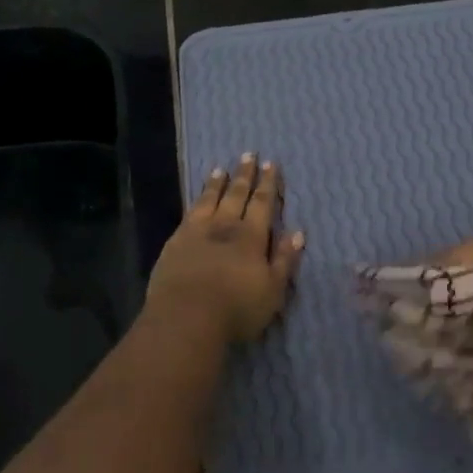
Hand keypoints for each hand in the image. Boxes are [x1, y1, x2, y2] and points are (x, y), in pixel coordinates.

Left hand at [148, 154, 304, 342]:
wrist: (186, 317)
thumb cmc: (236, 309)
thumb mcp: (273, 290)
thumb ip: (285, 260)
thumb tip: (297, 232)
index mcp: (251, 237)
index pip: (262, 204)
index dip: (268, 184)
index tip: (270, 164)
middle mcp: (225, 226)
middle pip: (236, 195)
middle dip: (244, 175)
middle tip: (248, 154)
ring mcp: (197, 232)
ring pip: (210, 199)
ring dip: (217, 183)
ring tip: (221, 169)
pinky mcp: (175, 242)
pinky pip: (190, 212)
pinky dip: (197, 200)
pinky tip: (197, 197)